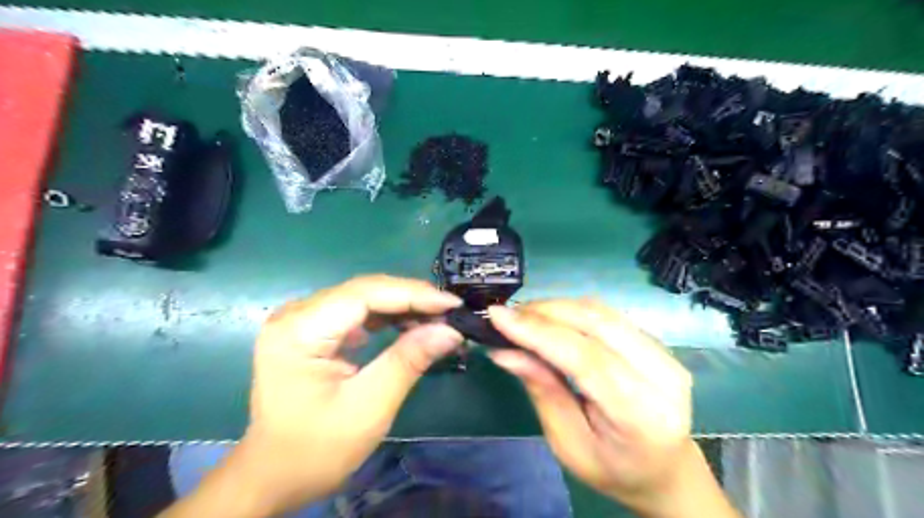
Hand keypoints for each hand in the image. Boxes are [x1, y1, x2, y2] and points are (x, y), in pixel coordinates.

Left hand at [229, 276, 464, 513]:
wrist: (273, 476)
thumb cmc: (317, 449)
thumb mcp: (369, 407)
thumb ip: (409, 361)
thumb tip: (451, 331)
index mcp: (300, 331)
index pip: (365, 294)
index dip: (413, 294)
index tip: (452, 305)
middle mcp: (295, 314)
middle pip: (364, 291)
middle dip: (411, 299)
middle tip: (450, 313)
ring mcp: (300, 320)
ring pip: (362, 298)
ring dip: (401, 306)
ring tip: (436, 320)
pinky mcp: (309, 330)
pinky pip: (355, 312)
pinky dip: (386, 317)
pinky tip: (408, 326)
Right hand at [486, 300, 741, 516]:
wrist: (665, 470)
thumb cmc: (612, 467)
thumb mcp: (568, 444)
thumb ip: (542, 391)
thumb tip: (504, 351)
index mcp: (641, 415)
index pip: (586, 359)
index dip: (539, 333)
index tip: (498, 316)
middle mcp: (662, 376)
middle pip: (596, 324)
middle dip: (544, 312)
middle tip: (507, 315)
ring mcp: (666, 354)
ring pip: (602, 312)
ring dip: (557, 307)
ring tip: (523, 316)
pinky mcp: (657, 343)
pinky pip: (609, 315)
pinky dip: (573, 311)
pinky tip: (550, 319)